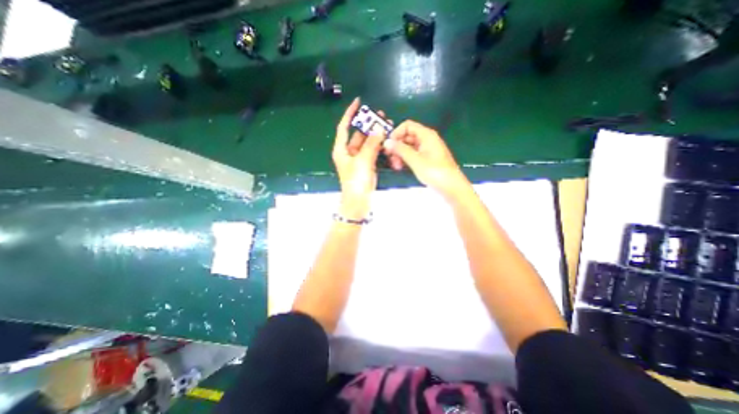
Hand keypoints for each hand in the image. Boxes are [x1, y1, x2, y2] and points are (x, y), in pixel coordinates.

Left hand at [334, 97, 386, 218]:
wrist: (359, 201)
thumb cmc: (356, 181)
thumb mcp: (363, 161)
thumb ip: (371, 144)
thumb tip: (379, 128)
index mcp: (341, 149)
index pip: (344, 127)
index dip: (349, 114)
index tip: (357, 102)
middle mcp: (349, 152)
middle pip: (358, 134)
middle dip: (368, 125)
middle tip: (380, 115)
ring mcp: (358, 158)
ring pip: (367, 142)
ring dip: (375, 135)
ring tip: (386, 125)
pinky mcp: (367, 164)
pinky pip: (372, 150)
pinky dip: (378, 145)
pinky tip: (386, 139)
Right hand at [384, 120, 469, 198]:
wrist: (450, 187)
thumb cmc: (436, 172)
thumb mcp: (415, 160)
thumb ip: (400, 150)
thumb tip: (388, 142)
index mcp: (427, 135)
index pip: (407, 126)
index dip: (396, 133)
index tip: (389, 145)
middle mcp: (427, 140)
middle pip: (407, 136)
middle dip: (397, 146)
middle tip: (389, 157)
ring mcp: (426, 150)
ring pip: (409, 147)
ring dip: (400, 154)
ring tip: (395, 165)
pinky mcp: (426, 160)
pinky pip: (412, 155)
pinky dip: (405, 159)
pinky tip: (400, 167)